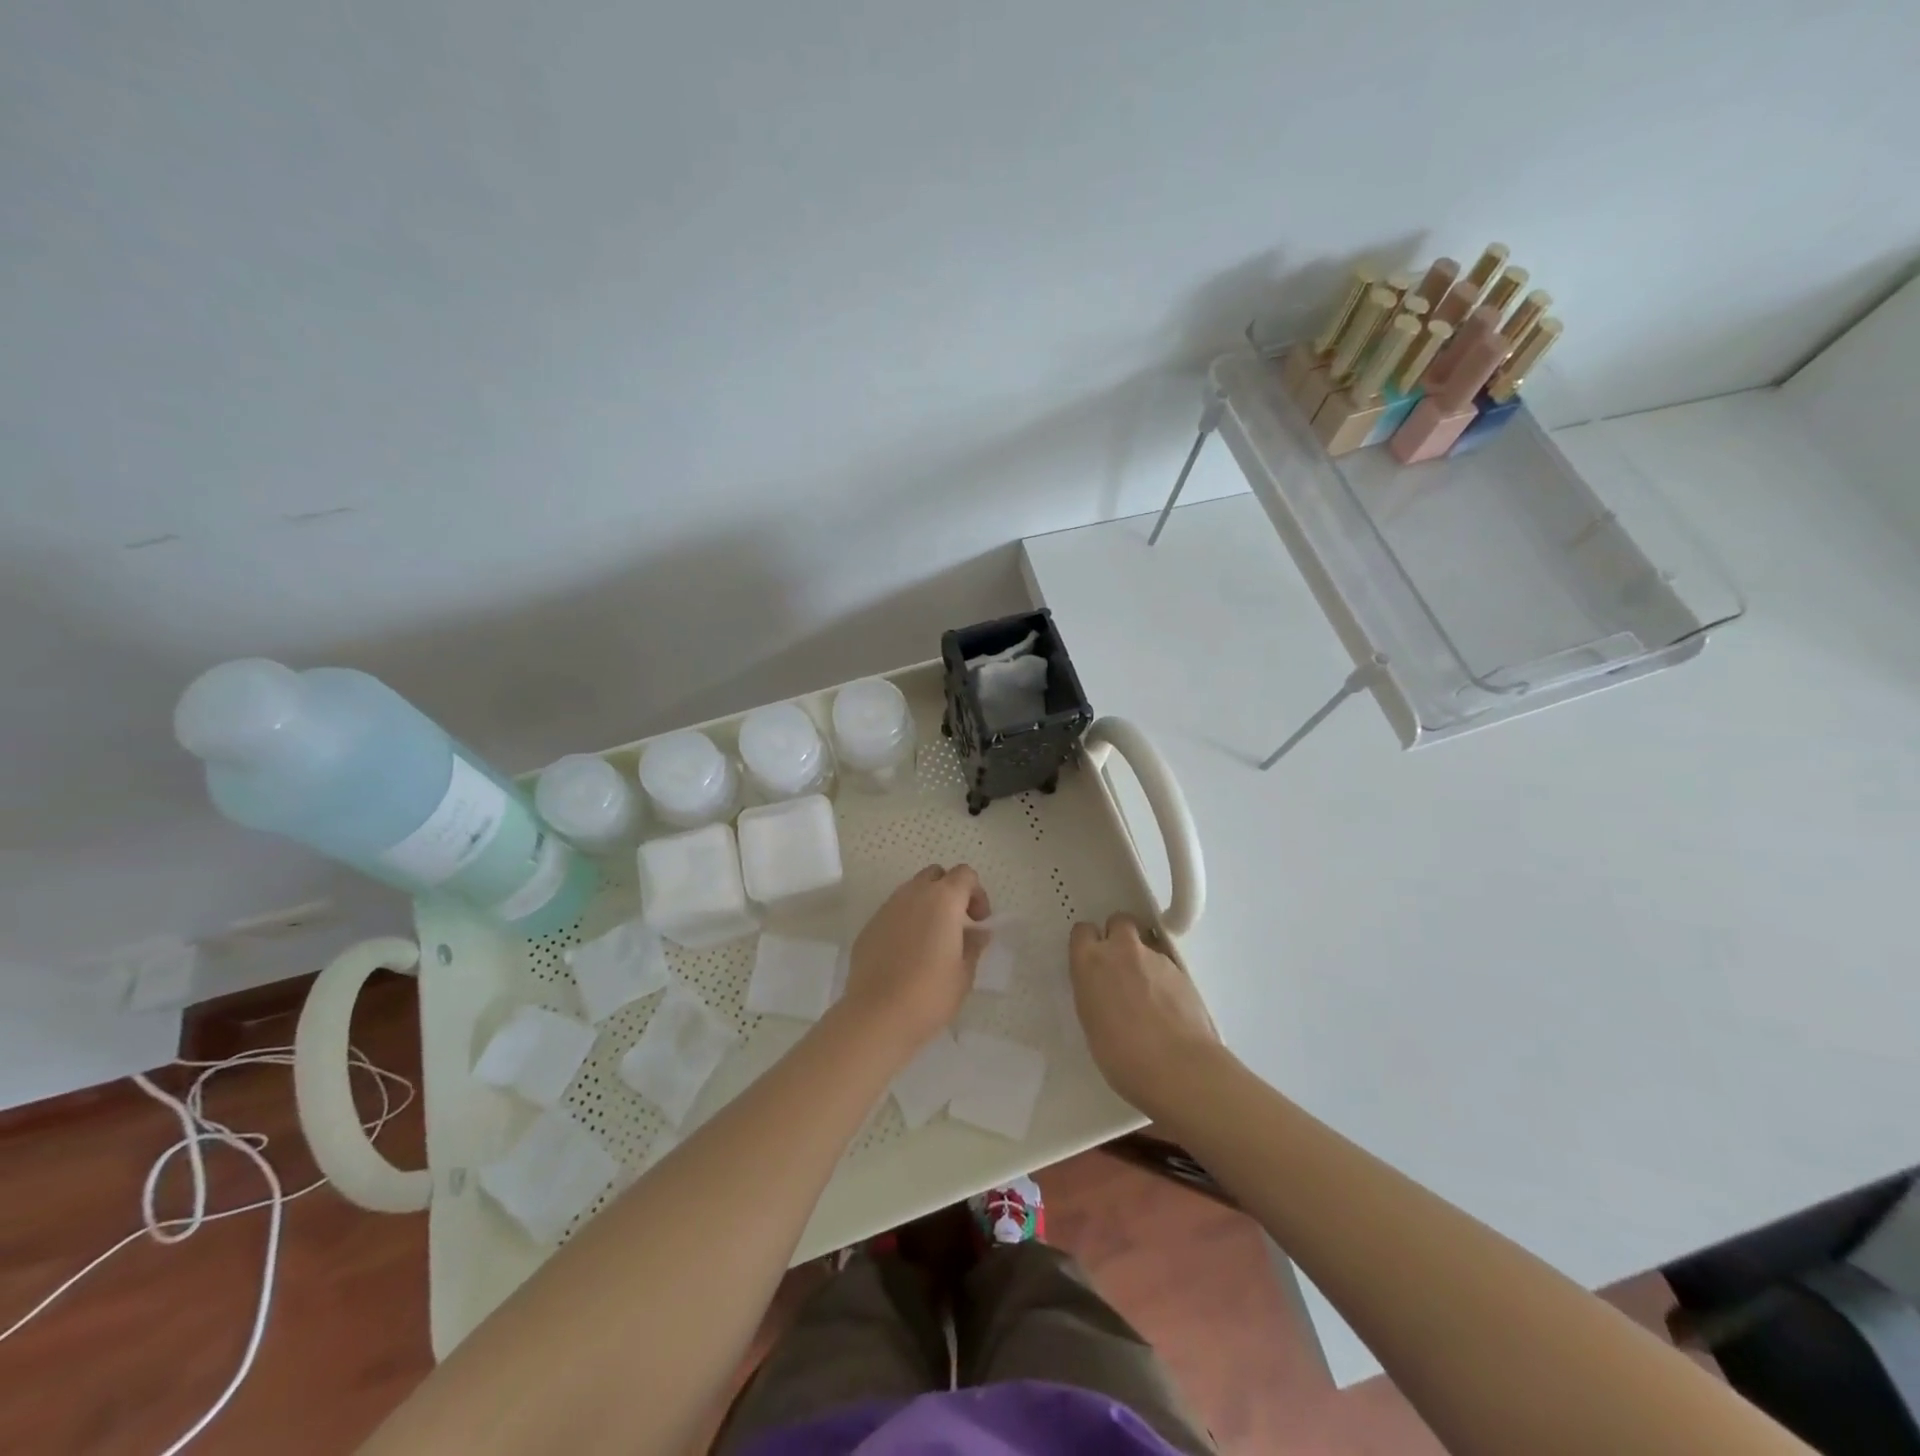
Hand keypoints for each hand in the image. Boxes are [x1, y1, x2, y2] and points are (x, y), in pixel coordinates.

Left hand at [841, 864, 990, 1051]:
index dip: (977, 893)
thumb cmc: (930, 993)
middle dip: (949, 891)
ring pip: (911, 891)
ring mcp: (887, 908)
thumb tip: (977, 932)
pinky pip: (893, 912)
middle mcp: (913, 894)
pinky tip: (907, 953)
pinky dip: (905, 921)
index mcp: (943, 899)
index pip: (965, 874)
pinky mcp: (869, 926)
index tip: (979, 922)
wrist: (877, 1015)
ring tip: (931, 940)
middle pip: (935, 875)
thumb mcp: (964, 973)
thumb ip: (974, 945)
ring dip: (926, 905)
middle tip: (957, 924)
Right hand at [1070, 913, 1222, 1113]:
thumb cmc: (1122, 1056)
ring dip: (1143, 958)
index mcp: (1090, 962)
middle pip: (1119, 921)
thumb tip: (1105, 991)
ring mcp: (1155, 957)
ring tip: (1149, 993)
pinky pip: (1167, 963)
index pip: (1082, 931)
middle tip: (1120, 965)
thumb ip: (1095, 993)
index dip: (1088, 944)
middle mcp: (1122, 950)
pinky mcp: (1183, 970)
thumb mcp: (1092, 1022)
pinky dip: (1164, 976)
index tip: (1091, 961)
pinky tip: (1168, 1004)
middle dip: (1118, 936)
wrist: (1178, 1068)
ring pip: (1146, 942)